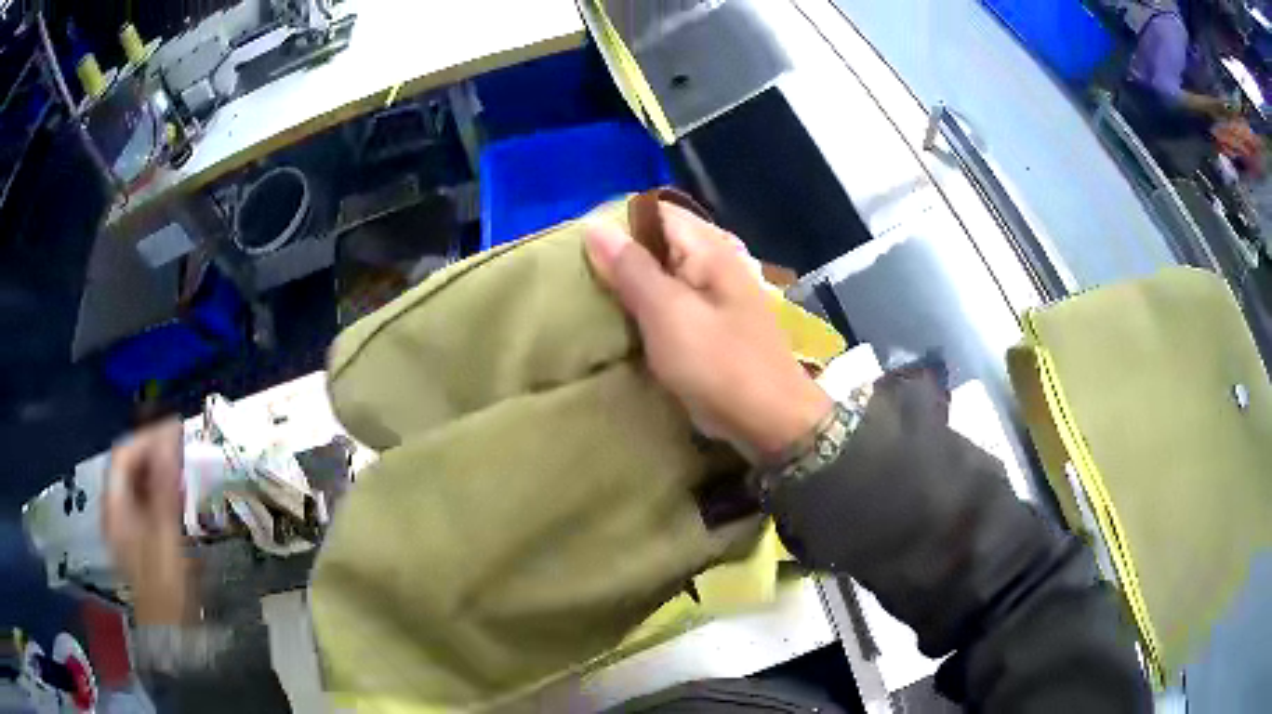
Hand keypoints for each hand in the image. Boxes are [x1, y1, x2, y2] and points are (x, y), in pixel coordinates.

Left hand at [103, 420, 190, 623]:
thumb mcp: (165, 535)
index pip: (123, 456)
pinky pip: (145, 500)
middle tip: (181, 449)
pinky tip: (176, 494)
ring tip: (182, 468)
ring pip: (137, 482)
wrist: (170, 630)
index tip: (174, 432)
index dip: (146, 438)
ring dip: (158, 470)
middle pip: (129, 467)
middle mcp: (115, 509)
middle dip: (153, 452)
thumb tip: (169, 438)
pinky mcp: (138, 536)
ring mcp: (125, 524)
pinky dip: (160, 490)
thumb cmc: (164, 584)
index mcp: (115, 507)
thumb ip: (163, 486)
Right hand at [585, 203, 831, 462]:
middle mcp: (714, 261)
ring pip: (664, 272)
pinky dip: (649, 306)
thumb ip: (632, 269)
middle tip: (580, 275)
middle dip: (621, 254)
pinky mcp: (713, 323)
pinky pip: (673, 301)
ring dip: (632, 282)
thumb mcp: (667, 314)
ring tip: (593, 295)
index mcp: (708, 248)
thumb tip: (595, 225)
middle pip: (659, 240)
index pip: (655, 211)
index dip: (617, 221)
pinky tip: (625, 321)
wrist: (771, 421)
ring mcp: (716, 294)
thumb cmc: (719, 365)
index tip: (580, 245)